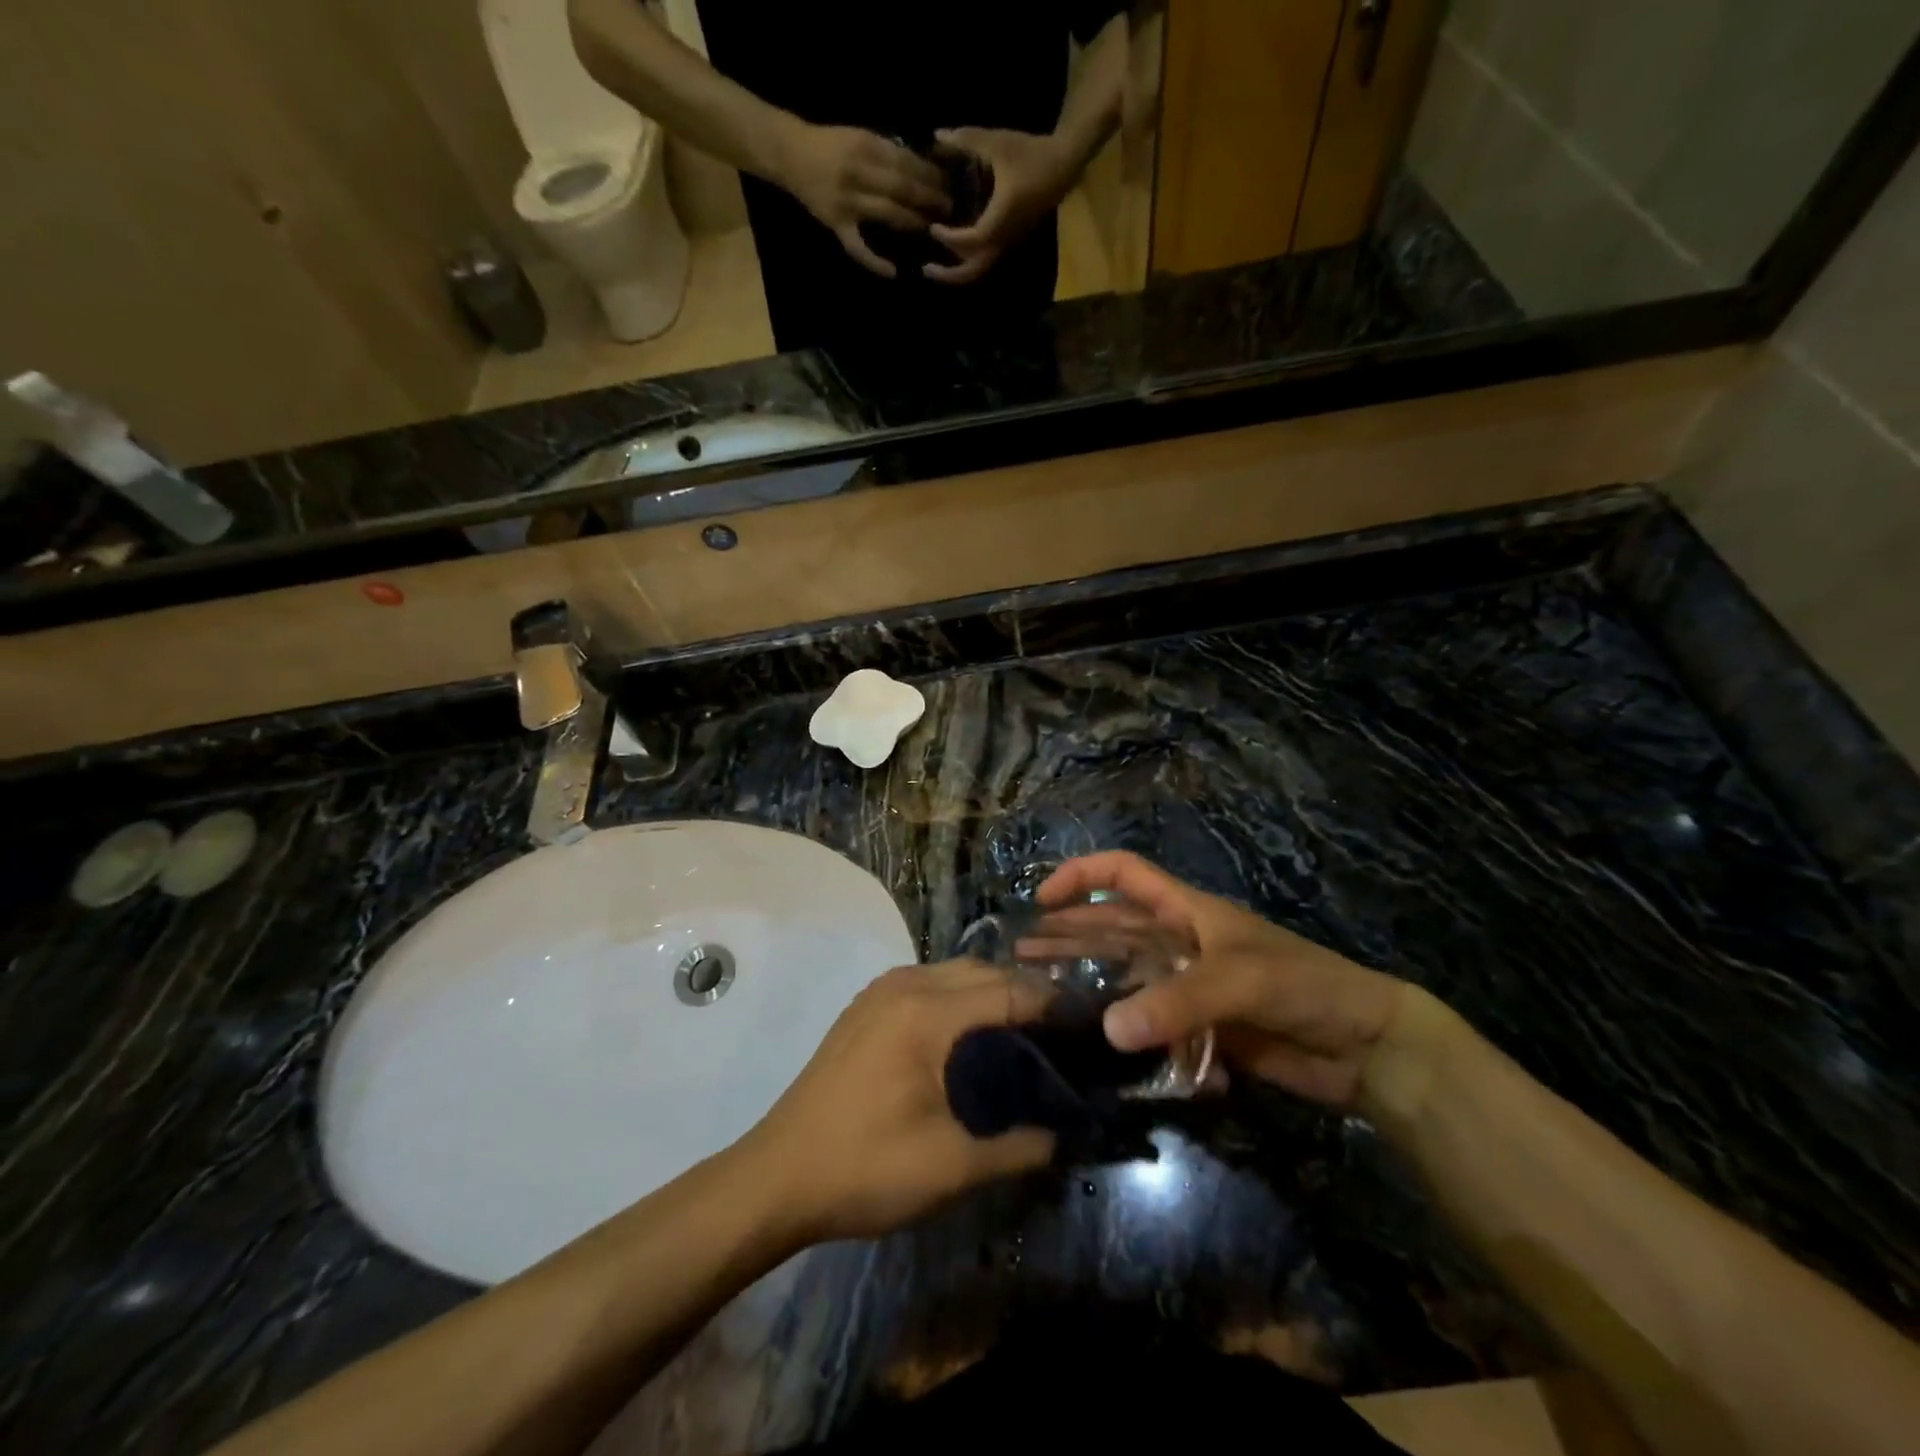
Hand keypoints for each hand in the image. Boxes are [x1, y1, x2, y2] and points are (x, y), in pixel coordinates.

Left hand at [740, 960, 1053, 1243]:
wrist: (777, 1176)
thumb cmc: (865, 1168)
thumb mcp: (950, 1166)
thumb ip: (1017, 1148)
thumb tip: (1064, 1138)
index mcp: (926, 1011)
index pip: (1007, 989)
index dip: (1050, 1003)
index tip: (1086, 1025)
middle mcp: (904, 985)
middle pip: (981, 971)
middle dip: (1023, 992)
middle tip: (1060, 1032)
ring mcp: (879, 991)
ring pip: (952, 972)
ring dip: (989, 991)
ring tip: (1022, 1032)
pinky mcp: (864, 1007)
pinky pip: (926, 982)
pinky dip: (958, 996)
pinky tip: (968, 1035)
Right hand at [771, 121, 949, 277]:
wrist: (790, 154)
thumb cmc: (829, 145)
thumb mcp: (858, 136)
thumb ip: (885, 152)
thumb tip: (919, 167)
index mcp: (865, 146)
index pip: (905, 161)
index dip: (929, 174)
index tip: (948, 182)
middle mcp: (858, 173)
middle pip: (901, 187)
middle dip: (928, 198)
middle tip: (949, 208)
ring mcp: (847, 202)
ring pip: (887, 213)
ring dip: (912, 222)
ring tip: (932, 229)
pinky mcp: (837, 224)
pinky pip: (858, 248)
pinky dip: (875, 262)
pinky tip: (893, 273)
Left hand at [924, 127, 1074, 283]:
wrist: (1064, 164)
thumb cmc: (1031, 153)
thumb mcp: (997, 142)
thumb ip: (966, 140)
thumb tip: (937, 135)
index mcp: (1000, 218)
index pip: (971, 241)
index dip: (950, 238)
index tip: (933, 227)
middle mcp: (1004, 237)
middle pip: (975, 270)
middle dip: (950, 274)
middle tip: (926, 269)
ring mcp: (1009, 241)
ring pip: (981, 268)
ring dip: (958, 270)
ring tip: (936, 265)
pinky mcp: (1011, 238)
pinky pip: (987, 258)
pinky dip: (968, 259)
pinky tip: (954, 248)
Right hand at [1037, 853, 1409, 1108]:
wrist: (1365, 1050)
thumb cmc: (1305, 986)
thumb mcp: (1241, 981)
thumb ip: (1176, 1002)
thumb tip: (1107, 1029)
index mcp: (1187, 911)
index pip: (1123, 874)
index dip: (1080, 876)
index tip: (1042, 900)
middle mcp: (1180, 944)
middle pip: (1112, 930)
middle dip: (1068, 937)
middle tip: (1021, 959)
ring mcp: (1188, 988)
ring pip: (1126, 980)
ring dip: (1089, 987)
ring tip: (1044, 1002)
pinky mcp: (1199, 1030)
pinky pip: (1151, 1027)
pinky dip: (1130, 1037)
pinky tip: (1102, 1053)